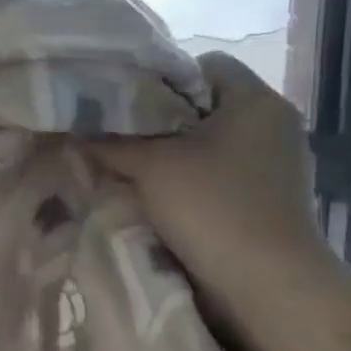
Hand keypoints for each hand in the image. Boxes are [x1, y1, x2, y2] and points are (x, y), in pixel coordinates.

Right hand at [94, 52, 343, 333]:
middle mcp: (273, 126)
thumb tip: (75, 131)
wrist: (266, 284)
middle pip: (204, 106)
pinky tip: (156, 195)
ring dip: (171, 153)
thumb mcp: (150, 166)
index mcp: (257, 102)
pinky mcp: (267, 199)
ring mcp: (274, 165)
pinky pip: (218, 174)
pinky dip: (188, 179)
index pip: (206, 66)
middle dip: (159, 119)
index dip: (162, 77)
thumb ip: (110, 142)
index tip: (124, 100)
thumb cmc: (213, 206)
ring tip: (128, 165)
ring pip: (209, 143)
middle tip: (115, 132)